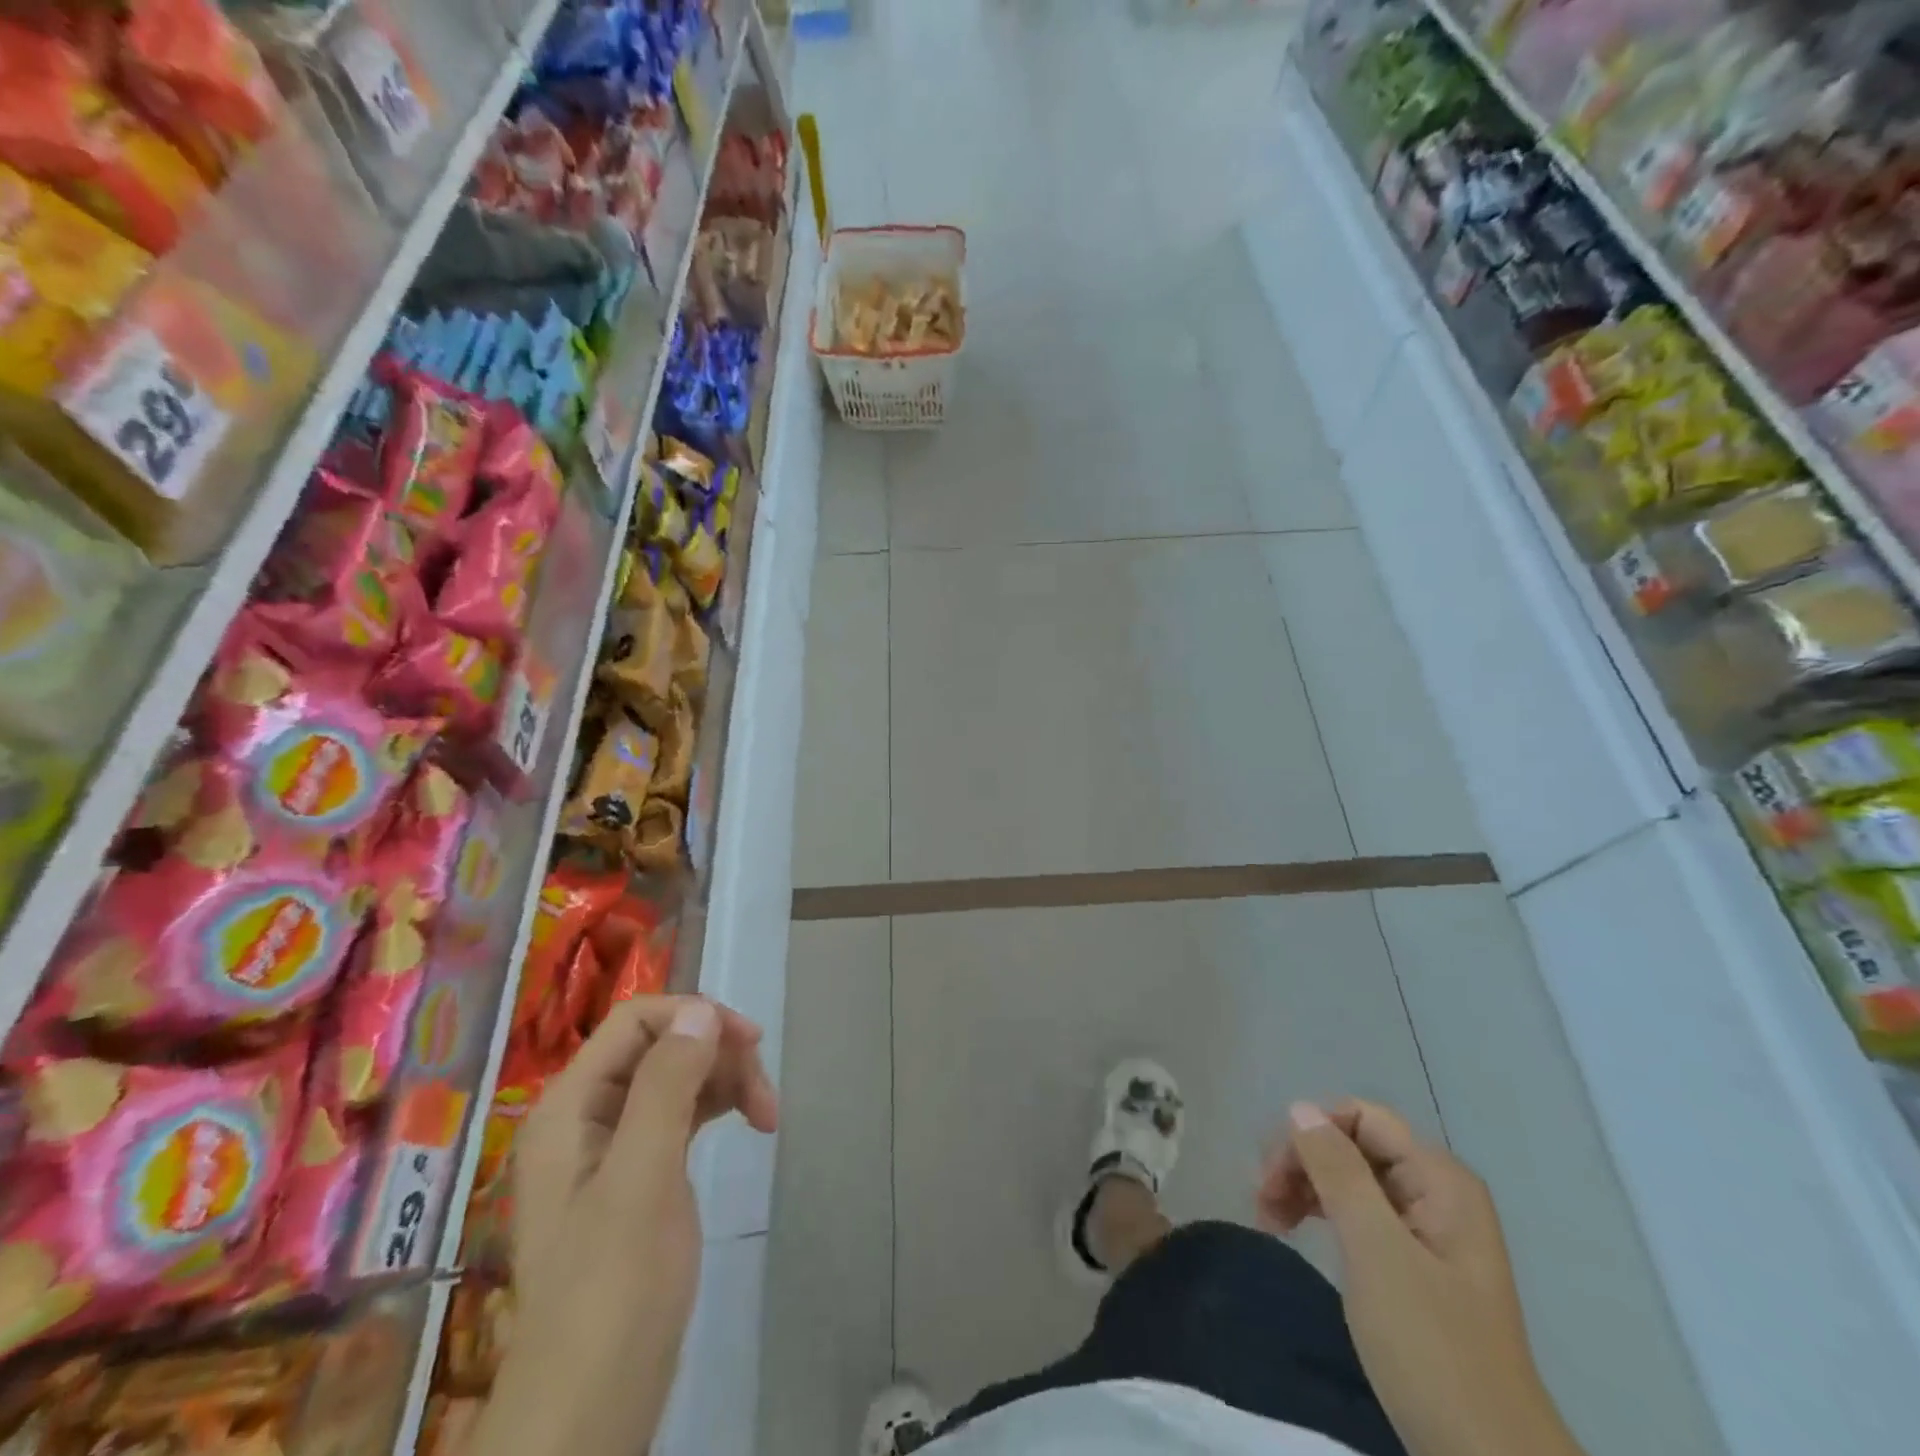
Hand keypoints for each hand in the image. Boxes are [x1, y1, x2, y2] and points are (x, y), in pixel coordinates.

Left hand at [473, 996, 777, 1455]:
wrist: (593, 1405)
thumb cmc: (614, 1289)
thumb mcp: (643, 1178)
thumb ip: (666, 1086)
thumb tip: (702, 1011)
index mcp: (569, 1106)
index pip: (635, 1020)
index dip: (694, 1017)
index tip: (750, 1043)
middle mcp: (586, 1114)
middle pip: (661, 1045)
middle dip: (717, 1056)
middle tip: (766, 1097)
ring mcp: (612, 1145)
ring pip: (678, 1076)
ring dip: (725, 1081)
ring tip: (767, 1117)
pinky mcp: (639, 1171)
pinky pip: (682, 1112)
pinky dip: (718, 1107)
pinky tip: (749, 1122)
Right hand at [1259, 1100, 1583, 1455]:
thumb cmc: (1430, 1346)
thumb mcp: (1376, 1250)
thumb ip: (1338, 1171)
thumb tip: (1300, 1108)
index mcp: (1440, 1179)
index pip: (1361, 1117)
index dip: (1311, 1134)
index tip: (1272, 1175)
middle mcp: (1437, 1193)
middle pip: (1353, 1145)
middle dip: (1302, 1163)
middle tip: (1262, 1202)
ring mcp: (1428, 1231)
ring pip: (1351, 1179)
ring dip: (1305, 1189)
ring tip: (1269, 1220)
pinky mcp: (1415, 1266)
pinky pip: (1360, 1215)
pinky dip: (1323, 1216)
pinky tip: (1298, 1232)